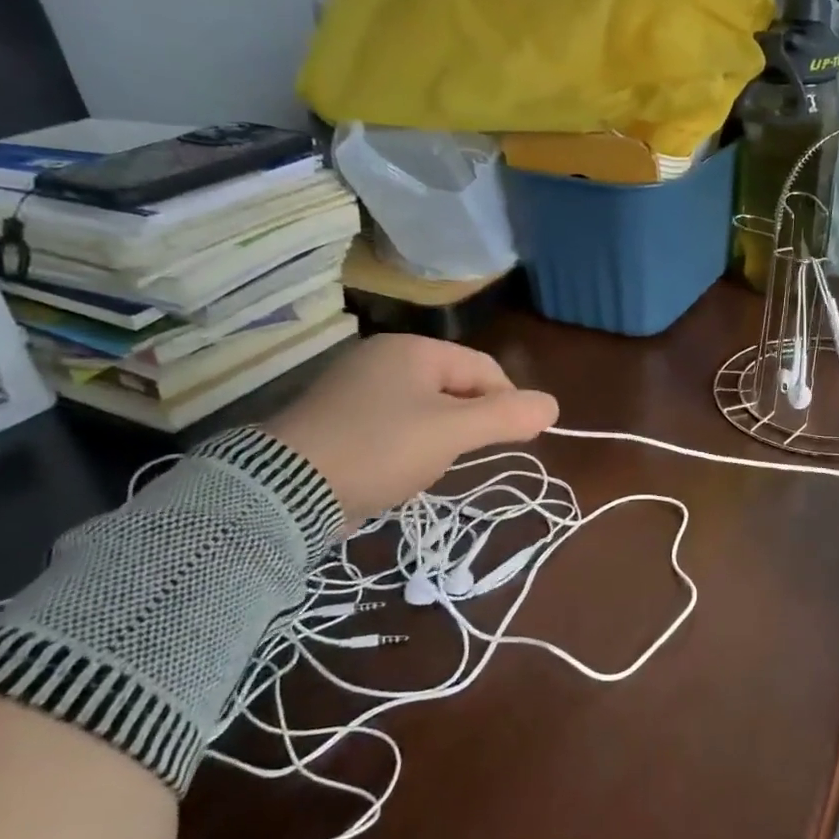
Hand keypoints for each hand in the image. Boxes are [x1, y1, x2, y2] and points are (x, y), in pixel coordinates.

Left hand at [266, 335, 557, 525]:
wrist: (286, 489)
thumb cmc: (380, 449)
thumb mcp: (452, 433)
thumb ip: (506, 417)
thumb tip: (553, 405)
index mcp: (413, 349)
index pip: (484, 368)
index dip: (508, 403)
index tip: (514, 441)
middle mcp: (384, 357)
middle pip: (456, 386)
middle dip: (470, 423)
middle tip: (463, 457)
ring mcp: (357, 386)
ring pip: (427, 407)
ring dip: (440, 436)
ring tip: (427, 466)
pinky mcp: (339, 417)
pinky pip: (395, 423)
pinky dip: (408, 444)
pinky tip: (397, 468)